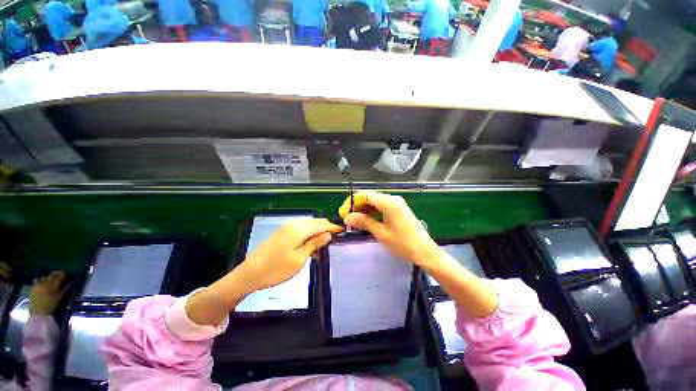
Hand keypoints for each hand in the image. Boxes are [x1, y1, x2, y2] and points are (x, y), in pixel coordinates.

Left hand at [29, 271, 70, 315]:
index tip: (65, 273)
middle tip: (58, 275)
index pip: (59, 277)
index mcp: (53, 286)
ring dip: (48, 277)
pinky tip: (42, 281)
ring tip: (50, 279)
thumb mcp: (59, 298)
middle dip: (55, 275)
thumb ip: (65, 289)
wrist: (39, 312)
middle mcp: (46, 283)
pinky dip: (41, 280)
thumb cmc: (51, 306)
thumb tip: (71, 282)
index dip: (62, 274)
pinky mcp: (34, 287)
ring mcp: (39, 284)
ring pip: (45, 277)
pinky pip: (38, 280)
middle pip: (51, 276)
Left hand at [239, 218, 342, 291]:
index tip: (343, 232)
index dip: (334, 227)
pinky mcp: (283, 232)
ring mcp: (287, 227)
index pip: (322, 224)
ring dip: (318, 233)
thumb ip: (314, 244)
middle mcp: (293, 224)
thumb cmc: (275, 269)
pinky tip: (311, 247)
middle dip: (326, 230)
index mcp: (299, 229)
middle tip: (335, 241)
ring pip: (309, 226)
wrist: (249, 274)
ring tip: (324, 247)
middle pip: (316, 223)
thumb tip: (328, 234)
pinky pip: (301, 230)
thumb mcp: (299, 259)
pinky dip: (309, 236)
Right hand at [339, 191, 438, 266]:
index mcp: (389, 202)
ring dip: (364, 209)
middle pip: (370, 197)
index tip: (343, 213)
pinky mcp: (399, 208)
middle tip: (348, 218)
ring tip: (355, 220)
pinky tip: (367, 219)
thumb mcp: (381, 233)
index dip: (352, 203)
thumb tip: (348, 217)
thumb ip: (364, 222)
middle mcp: (393, 198)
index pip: (365, 195)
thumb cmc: (403, 244)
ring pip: (375, 201)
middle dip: (357, 206)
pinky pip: (381, 205)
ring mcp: (397, 203)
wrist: (425, 251)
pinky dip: (372, 211)